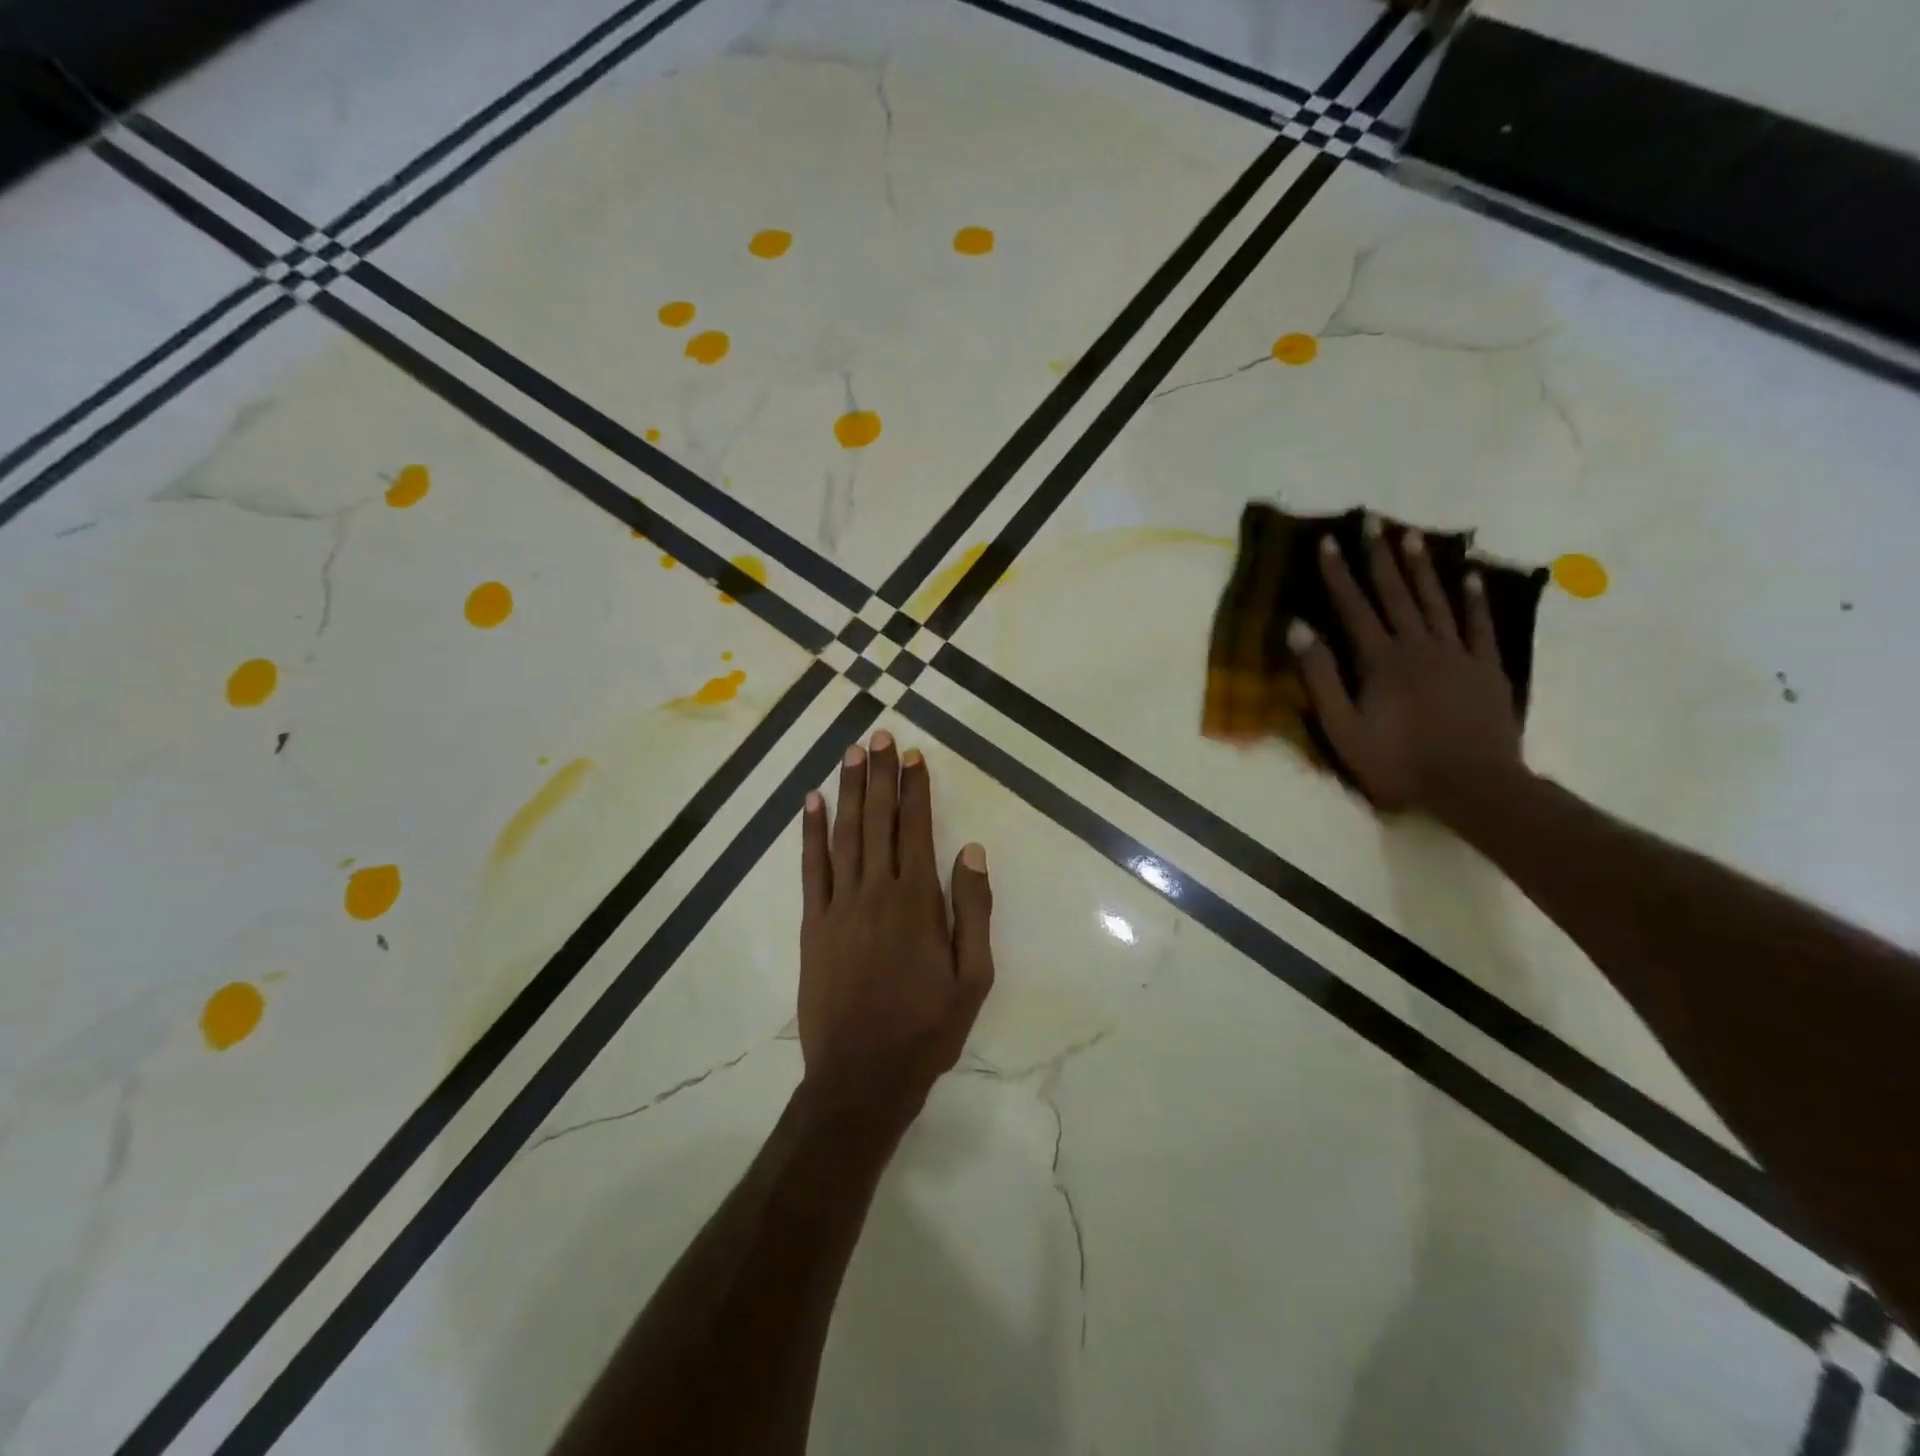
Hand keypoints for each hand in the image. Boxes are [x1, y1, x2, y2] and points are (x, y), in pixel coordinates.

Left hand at [798, 730, 994, 1133]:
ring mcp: (839, 906)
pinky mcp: (814, 924)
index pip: (916, 829)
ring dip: (848, 791)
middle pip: (878, 821)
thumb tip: (971, 850)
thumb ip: (973, 911)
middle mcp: (876, 892)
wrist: (861, 1076)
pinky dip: (810, 832)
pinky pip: (811, 867)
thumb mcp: (973, 978)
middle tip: (881, 736)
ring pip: (844, 834)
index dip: (915, 790)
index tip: (914, 757)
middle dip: (880, 776)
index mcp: (918, 902)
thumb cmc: (926, 1029)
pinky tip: (811, 802)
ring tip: (852, 753)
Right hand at [1291, 518, 1525, 817]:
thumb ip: (1320, 678)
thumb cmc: (1398, 763)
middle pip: (1396, 594)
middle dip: (1380, 556)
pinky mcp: (1486, 667)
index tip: (1327, 541)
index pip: (1354, 608)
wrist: (1473, 786)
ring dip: (1422, 567)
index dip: (1338, 574)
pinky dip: (1473, 598)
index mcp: (1380, 661)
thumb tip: (1298, 629)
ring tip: (1412, 535)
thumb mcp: (1343, 729)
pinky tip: (1470, 575)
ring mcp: (1457, 654)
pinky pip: (1479, 624)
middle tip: (1373, 519)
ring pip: (1436, 601)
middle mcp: (1418, 646)